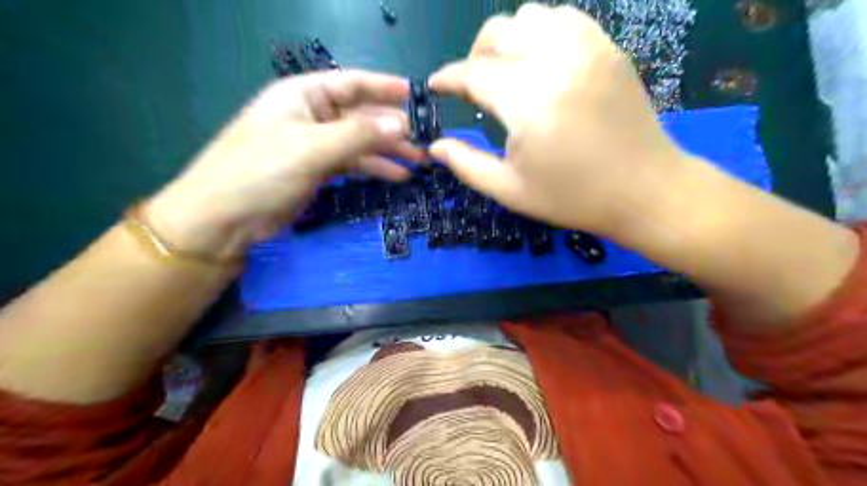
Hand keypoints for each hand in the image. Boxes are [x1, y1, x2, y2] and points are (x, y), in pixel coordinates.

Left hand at [144, 70, 424, 258]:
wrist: (226, 218)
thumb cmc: (262, 171)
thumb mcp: (312, 148)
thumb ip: (359, 135)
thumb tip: (401, 124)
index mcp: (304, 95)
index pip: (352, 84)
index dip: (385, 88)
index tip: (417, 96)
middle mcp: (312, 115)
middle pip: (362, 116)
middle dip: (393, 128)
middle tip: (425, 142)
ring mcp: (316, 144)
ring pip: (361, 143)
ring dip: (389, 151)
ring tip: (419, 162)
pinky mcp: (318, 170)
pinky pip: (354, 163)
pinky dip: (375, 169)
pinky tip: (397, 176)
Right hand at [427, 3, 691, 235]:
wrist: (644, 190)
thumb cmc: (573, 197)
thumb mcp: (510, 190)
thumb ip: (467, 164)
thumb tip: (435, 147)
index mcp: (527, 100)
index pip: (473, 73)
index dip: (448, 78)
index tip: (435, 86)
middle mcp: (556, 62)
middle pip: (499, 32)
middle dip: (475, 55)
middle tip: (474, 85)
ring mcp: (588, 50)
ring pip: (532, 16)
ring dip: (509, 40)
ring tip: (508, 72)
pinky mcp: (609, 50)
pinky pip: (567, 19)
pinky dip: (544, 32)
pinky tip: (542, 62)